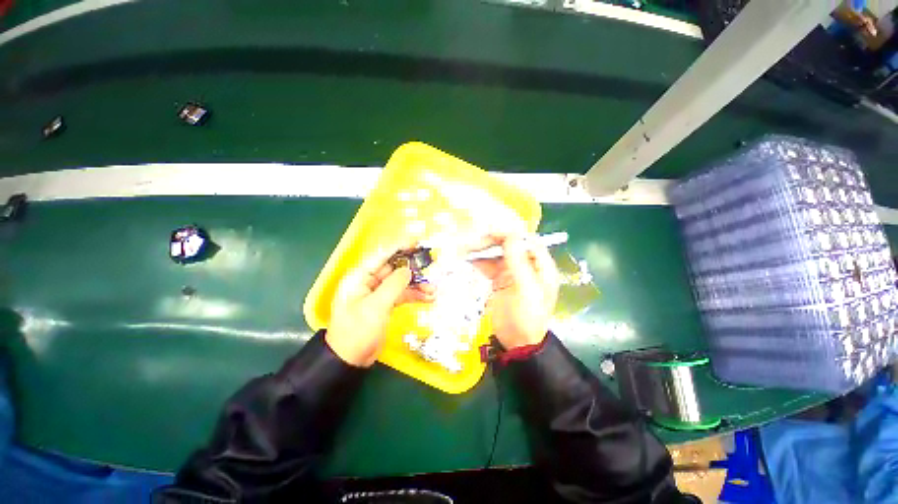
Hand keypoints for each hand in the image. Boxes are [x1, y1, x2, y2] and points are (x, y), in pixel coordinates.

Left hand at [327, 245, 434, 366]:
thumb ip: (393, 285)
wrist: (350, 360)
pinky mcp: (385, 304)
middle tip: (431, 266)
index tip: (416, 242)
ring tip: (433, 289)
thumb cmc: (357, 331)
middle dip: (413, 268)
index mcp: (360, 277)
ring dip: (417, 284)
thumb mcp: (375, 307)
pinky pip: (402, 295)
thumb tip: (409, 270)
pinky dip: (414, 295)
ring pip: (401, 282)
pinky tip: (428, 298)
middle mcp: (369, 282)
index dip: (399, 247)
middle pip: (394, 268)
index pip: (382, 256)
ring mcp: (378, 293)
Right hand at [472, 234, 559, 349]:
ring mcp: (512, 272)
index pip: (527, 241)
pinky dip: (478, 262)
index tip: (491, 234)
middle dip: (491, 242)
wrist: (516, 342)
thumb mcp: (525, 288)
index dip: (510, 234)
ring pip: (496, 254)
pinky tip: (467, 261)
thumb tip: (510, 235)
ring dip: (482, 251)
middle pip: (510, 245)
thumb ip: (518, 261)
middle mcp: (527, 265)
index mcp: (540, 266)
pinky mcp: (499, 280)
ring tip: (464, 250)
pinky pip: (488, 266)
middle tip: (473, 244)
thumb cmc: (526, 316)